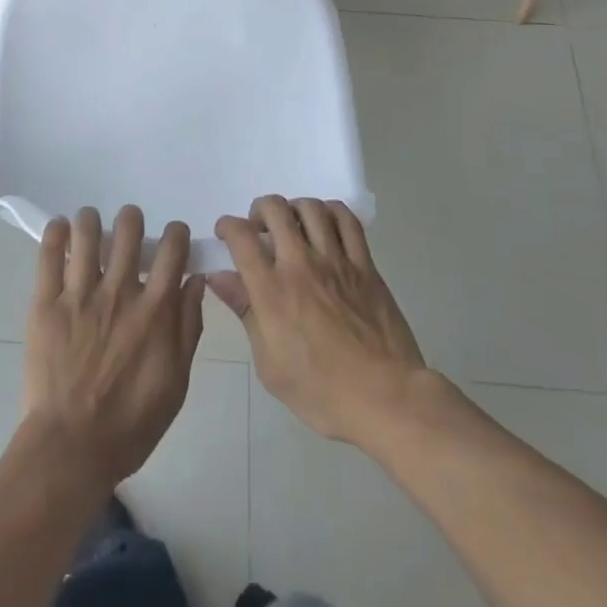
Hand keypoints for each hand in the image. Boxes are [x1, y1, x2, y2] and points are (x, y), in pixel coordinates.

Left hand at [20, 205, 206, 488]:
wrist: (71, 448)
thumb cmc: (131, 423)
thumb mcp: (176, 382)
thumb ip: (188, 327)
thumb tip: (195, 280)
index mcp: (154, 310)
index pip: (172, 249)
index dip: (175, 233)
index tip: (171, 237)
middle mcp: (119, 292)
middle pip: (128, 229)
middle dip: (131, 219)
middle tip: (128, 229)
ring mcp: (80, 294)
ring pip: (87, 231)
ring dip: (92, 220)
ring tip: (91, 225)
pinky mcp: (46, 302)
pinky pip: (49, 253)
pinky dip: (56, 232)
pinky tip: (62, 228)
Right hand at [210, 195, 442, 446]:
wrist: (387, 398)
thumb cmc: (322, 392)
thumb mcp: (270, 364)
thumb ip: (245, 312)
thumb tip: (219, 277)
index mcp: (272, 290)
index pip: (241, 236)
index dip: (227, 226)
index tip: (226, 234)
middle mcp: (300, 264)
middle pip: (274, 209)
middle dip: (259, 211)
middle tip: (260, 229)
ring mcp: (336, 260)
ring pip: (310, 208)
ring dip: (294, 209)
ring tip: (293, 225)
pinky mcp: (365, 265)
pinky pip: (347, 221)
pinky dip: (331, 212)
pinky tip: (326, 225)